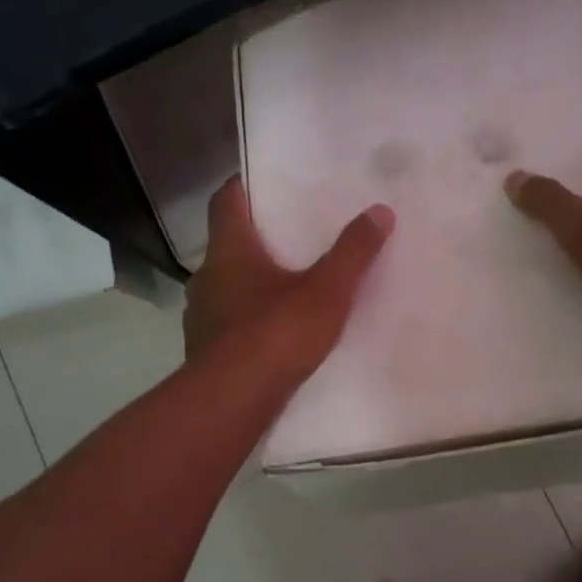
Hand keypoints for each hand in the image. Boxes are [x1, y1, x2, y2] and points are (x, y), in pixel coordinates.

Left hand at [185, 176, 394, 379]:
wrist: (232, 400)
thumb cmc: (276, 333)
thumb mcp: (327, 290)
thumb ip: (353, 252)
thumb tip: (380, 211)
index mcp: (230, 250)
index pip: (226, 200)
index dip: (243, 186)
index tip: (265, 181)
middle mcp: (208, 276)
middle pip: (229, 244)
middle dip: (257, 238)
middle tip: (293, 236)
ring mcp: (201, 315)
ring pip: (227, 285)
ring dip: (252, 282)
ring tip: (289, 286)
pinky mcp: (205, 349)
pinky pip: (229, 322)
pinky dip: (248, 318)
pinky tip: (275, 333)